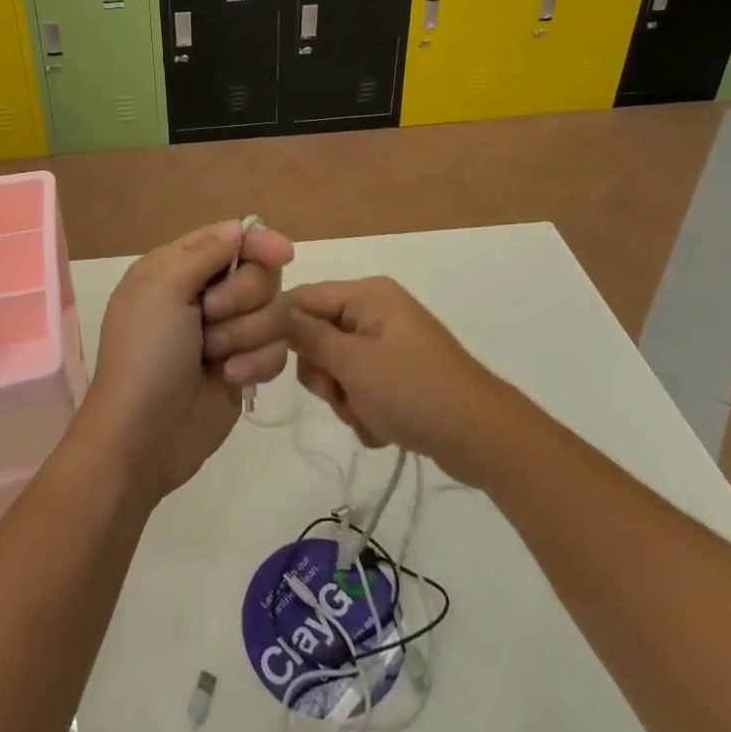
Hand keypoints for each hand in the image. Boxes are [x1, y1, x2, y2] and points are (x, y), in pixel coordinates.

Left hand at [77, 221, 294, 502]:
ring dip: (245, 334)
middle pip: (259, 273)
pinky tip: (231, 379)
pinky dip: (256, 362)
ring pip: (274, 311)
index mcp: (177, 268)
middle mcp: (205, 294)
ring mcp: (227, 332)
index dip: (257, 242)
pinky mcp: (246, 366)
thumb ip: (205, 253)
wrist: (142, 439)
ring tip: (214, 357)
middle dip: (242, 296)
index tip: (281, 254)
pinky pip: (277, 349)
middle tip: (210, 316)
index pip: (230, 238)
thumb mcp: (163, 290)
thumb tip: (240, 227)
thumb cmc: (145, 356)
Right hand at [284, 277, 508, 484]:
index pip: (302, 299)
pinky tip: (384, 427)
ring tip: (369, 415)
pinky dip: (364, 409)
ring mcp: (389, 343)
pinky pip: (361, 386)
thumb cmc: (413, 390)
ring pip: (337, 367)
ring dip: (344, 398)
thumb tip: (274, 312)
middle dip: (324, 374)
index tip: (248, 358)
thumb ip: (308, 337)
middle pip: (318, 336)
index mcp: (367, 295)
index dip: (274, 326)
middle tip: (341, 394)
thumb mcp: (353, 363)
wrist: (482, 436)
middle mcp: (376, 311)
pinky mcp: (399, 374)